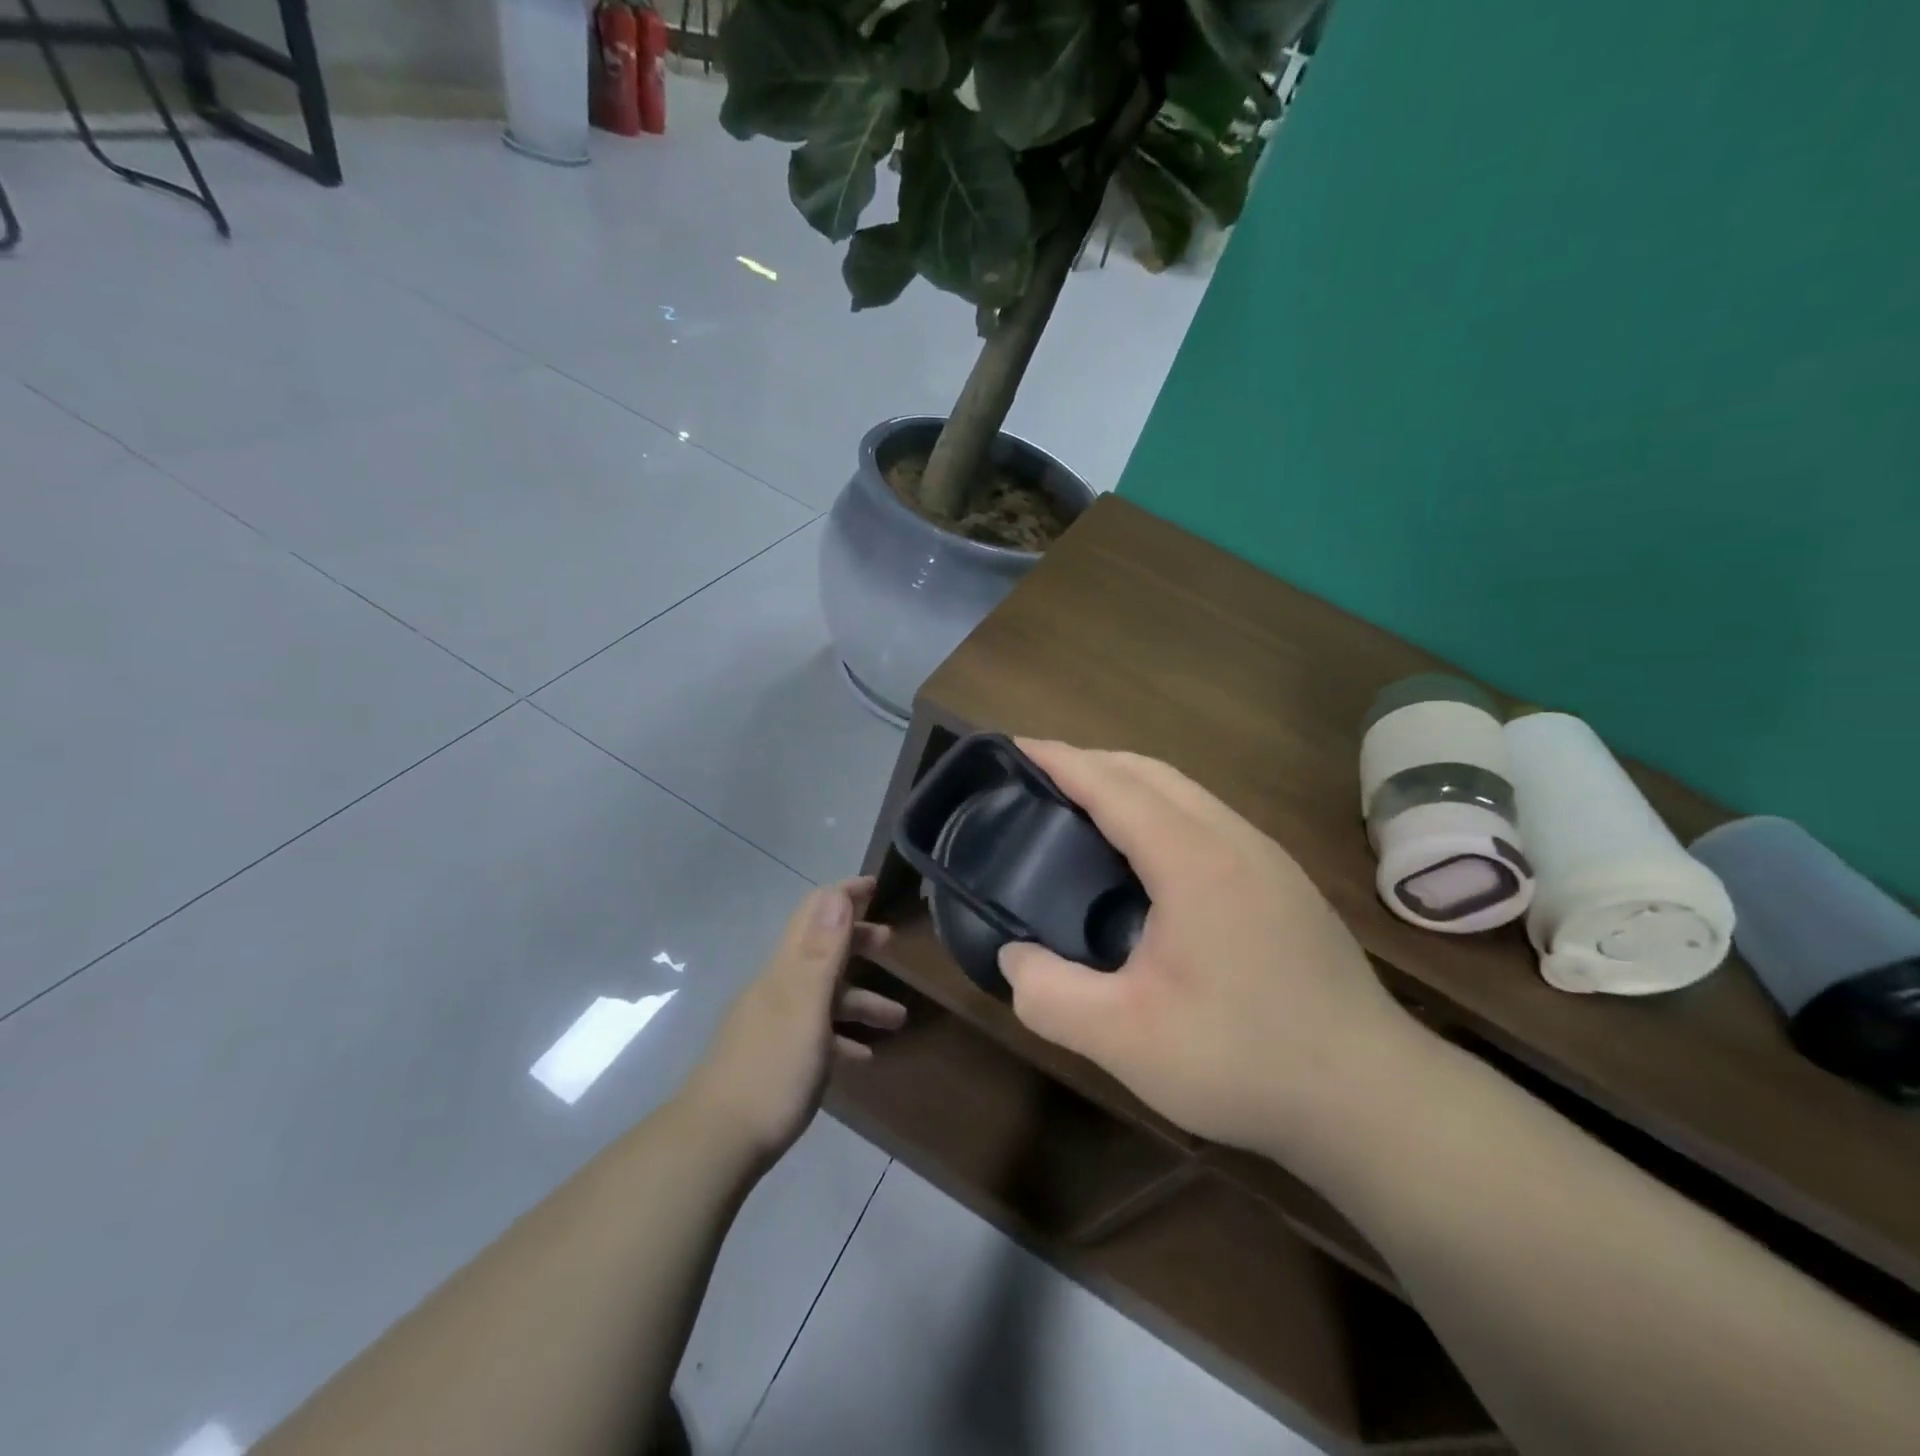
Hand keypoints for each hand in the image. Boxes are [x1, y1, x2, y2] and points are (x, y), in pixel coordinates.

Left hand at [683, 878, 905, 1164]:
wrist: (714, 1143)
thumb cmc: (772, 1070)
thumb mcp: (806, 1007)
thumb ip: (822, 951)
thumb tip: (835, 893)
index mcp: (786, 970)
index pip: (813, 913)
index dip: (843, 895)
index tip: (874, 884)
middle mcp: (777, 987)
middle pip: (820, 950)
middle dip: (856, 941)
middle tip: (891, 943)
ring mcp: (772, 1023)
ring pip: (823, 996)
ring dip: (860, 999)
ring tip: (898, 1018)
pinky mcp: (772, 1057)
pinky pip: (815, 1034)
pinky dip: (841, 1037)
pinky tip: (862, 1058)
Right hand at [998, 742, 1418, 1160]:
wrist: (1375, 1099)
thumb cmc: (1244, 1060)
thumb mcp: (1126, 1041)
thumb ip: (1051, 996)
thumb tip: (1013, 959)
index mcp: (1193, 860)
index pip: (1113, 785)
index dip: (1060, 760)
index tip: (1016, 745)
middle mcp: (1234, 839)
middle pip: (1151, 772)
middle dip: (1092, 761)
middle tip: (1039, 780)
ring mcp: (1268, 858)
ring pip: (1186, 792)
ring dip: (1129, 784)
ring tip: (1084, 811)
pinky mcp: (1284, 884)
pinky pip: (1208, 818)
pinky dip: (1161, 811)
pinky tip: (1147, 859)